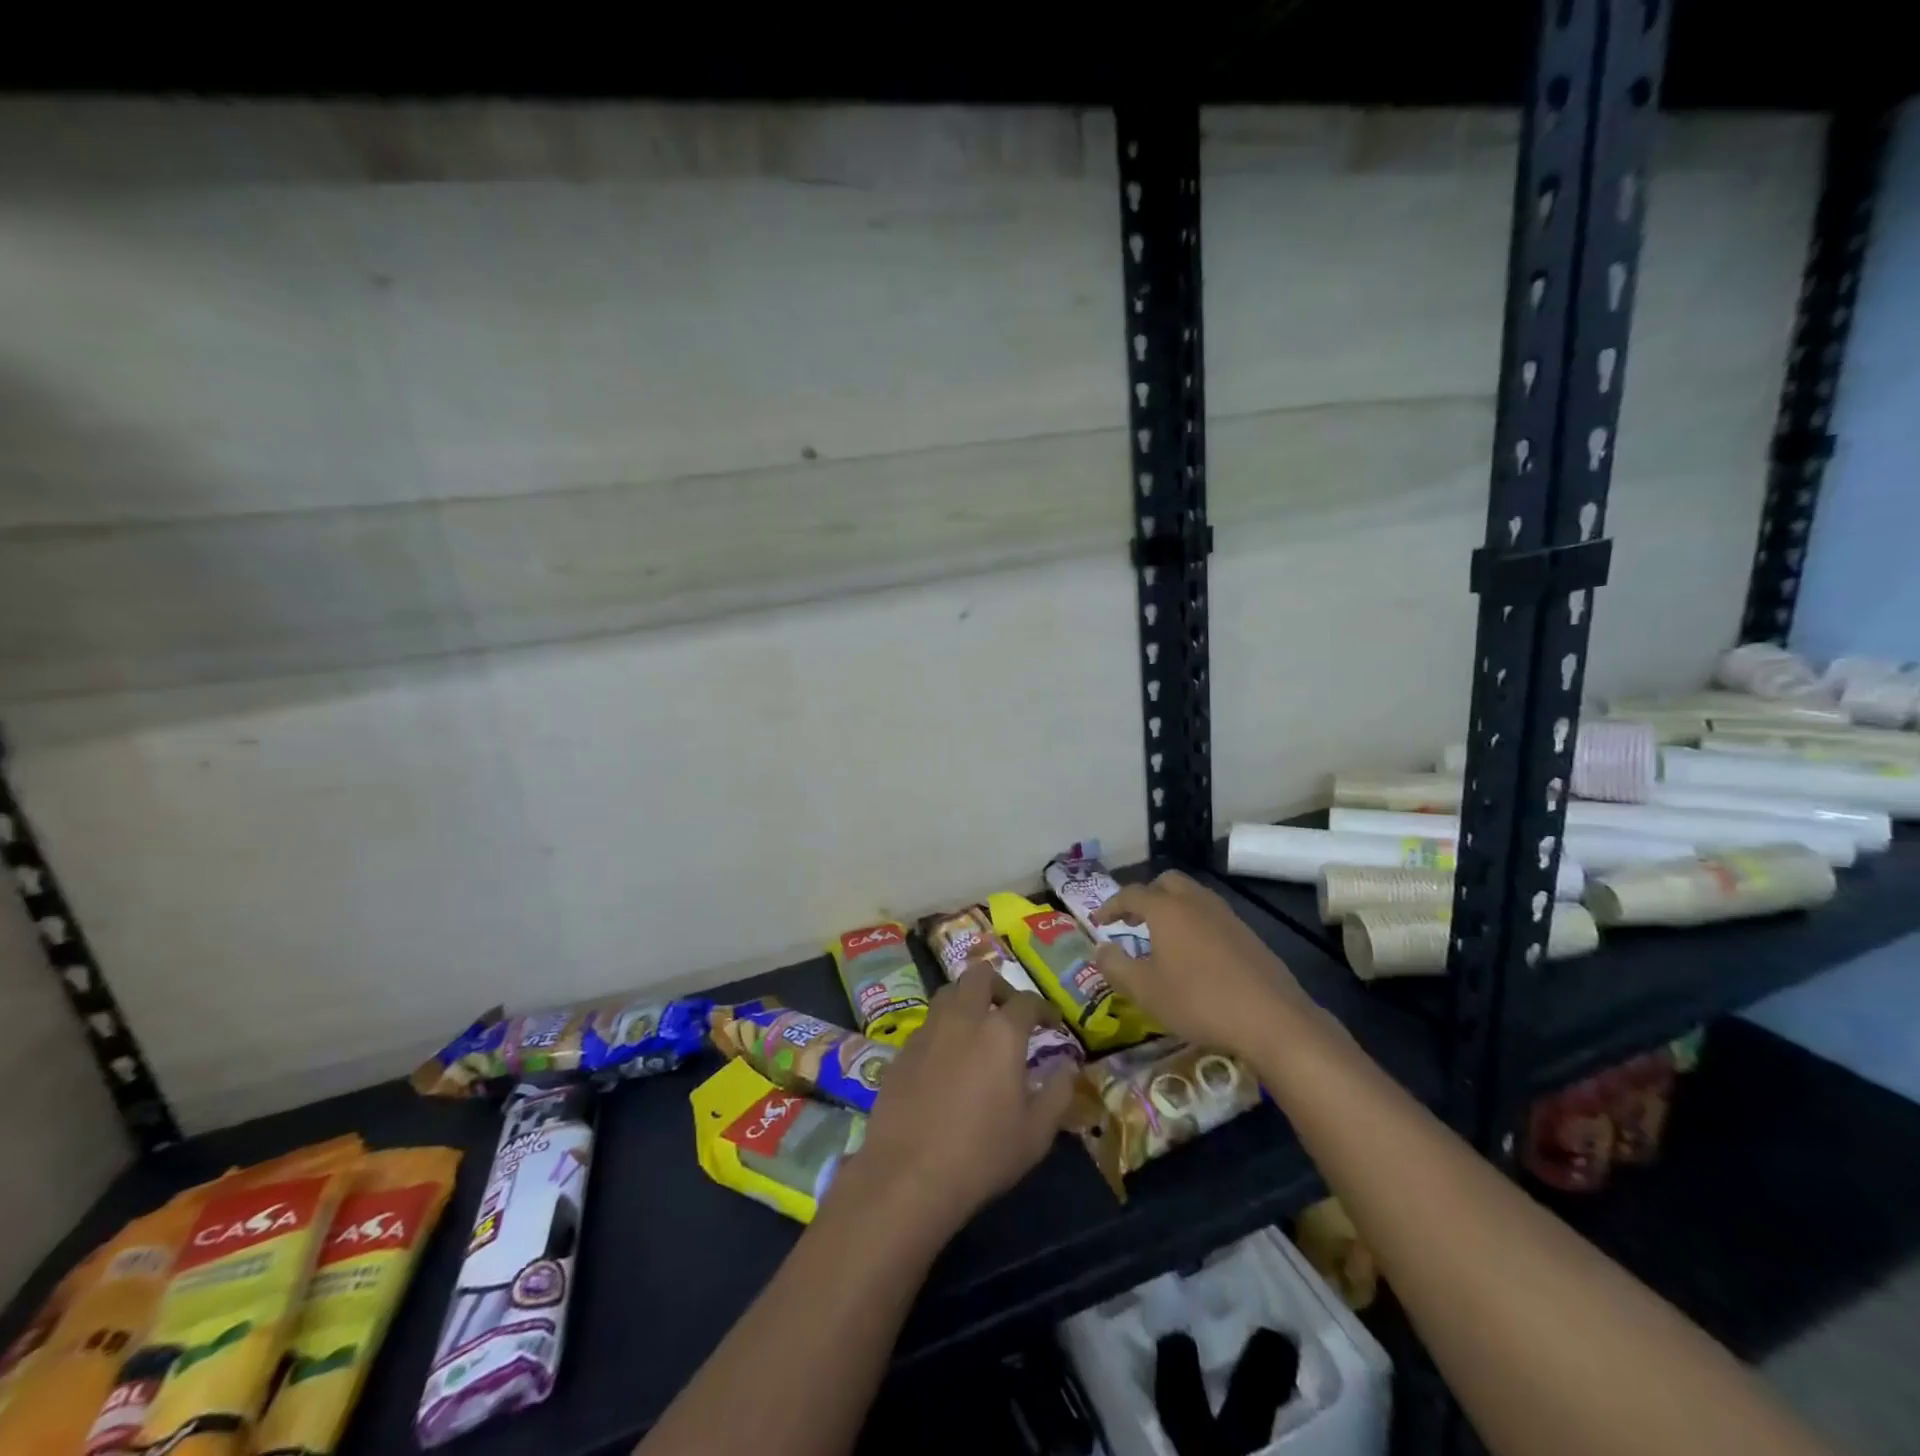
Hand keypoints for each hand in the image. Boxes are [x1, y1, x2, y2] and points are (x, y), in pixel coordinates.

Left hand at [842, 966, 1075, 1238]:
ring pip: (948, 992)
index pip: (1027, 1001)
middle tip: (1008, 1012)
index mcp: (1001, 1032)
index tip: (1052, 1024)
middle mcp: (963, 1018)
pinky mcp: (902, 1050)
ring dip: (966, 1000)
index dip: (1044, 1009)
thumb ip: (1058, 1093)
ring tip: (976, 1028)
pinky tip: (946, 1059)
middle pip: (979, 975)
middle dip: (999, 986)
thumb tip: (1068, 1067)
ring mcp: (928, 1031)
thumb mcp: (1036, 1133)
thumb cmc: (982, 1154)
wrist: (907, 1174)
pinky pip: (927, 1024)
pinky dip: (942, 1029)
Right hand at [1092, 871, 1311, 1059]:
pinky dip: (1194, 922)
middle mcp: (1195, 902)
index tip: (1098, 922)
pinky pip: (1211, 915)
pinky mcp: (1247, 934)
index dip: (1110, 905)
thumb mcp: (1145, 991)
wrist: (1271, 1018)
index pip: (1131, 894)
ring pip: (1192, 896)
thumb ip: (1116, 967)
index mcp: (1166, 909)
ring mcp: (1226, 915)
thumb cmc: (1198, 1000)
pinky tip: (1195, 954)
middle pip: (1166, 882)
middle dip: (1145, 896)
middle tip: (1133, 920)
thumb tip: (1100, 949)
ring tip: (1162, 937)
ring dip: (1172, 908)